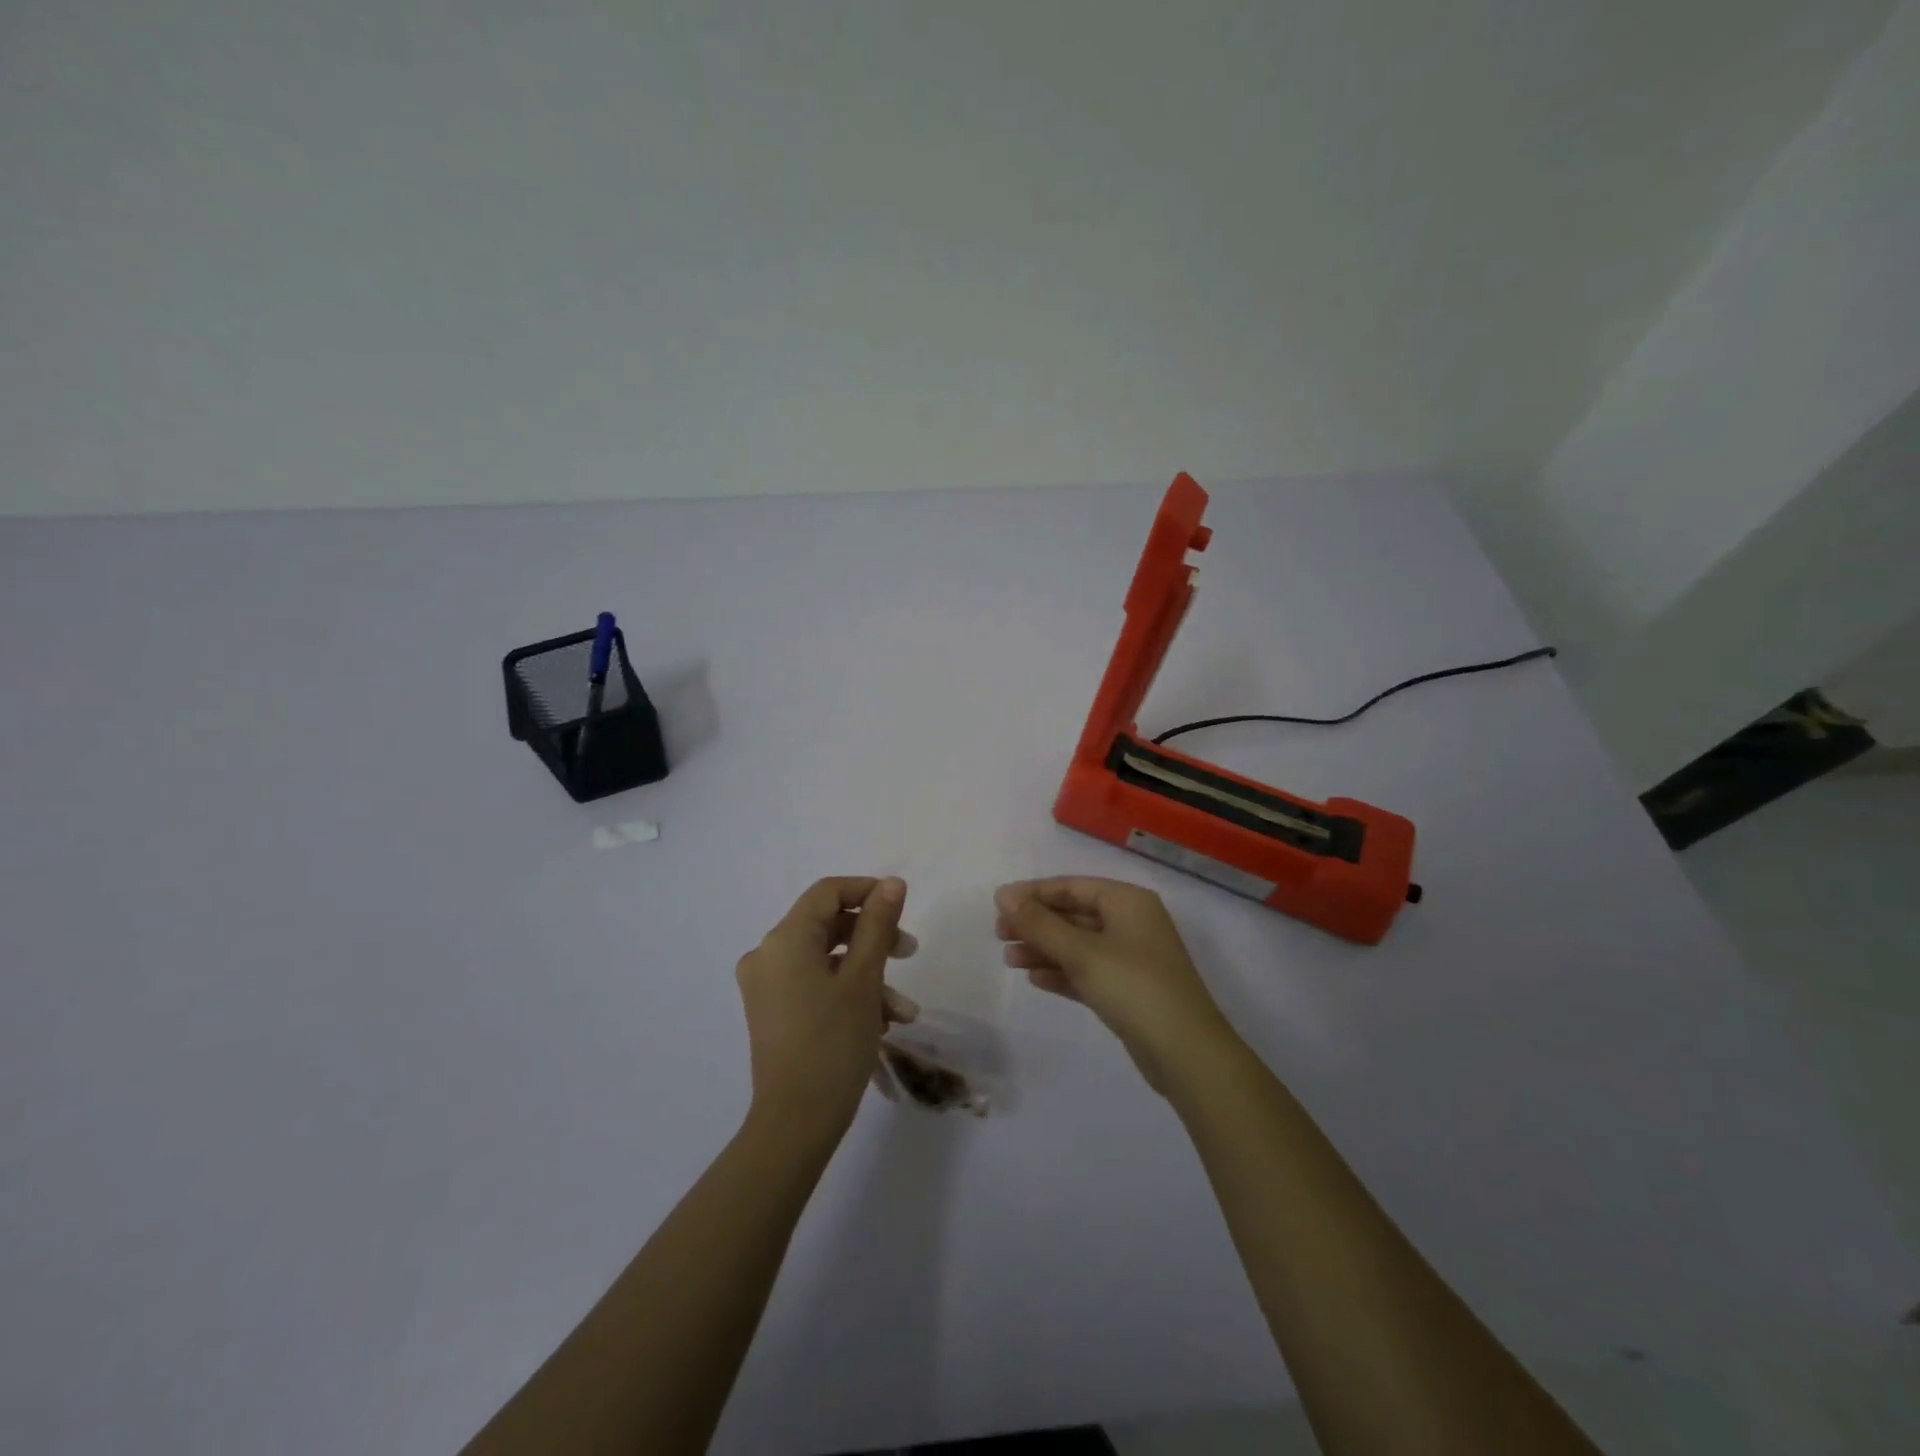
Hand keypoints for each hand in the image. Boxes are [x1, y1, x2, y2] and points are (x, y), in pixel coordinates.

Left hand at [736, 876, 916, 1146]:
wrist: (795, 1124)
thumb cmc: (833, 1044)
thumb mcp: (863, 979)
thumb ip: (877, 925)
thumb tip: (891, 883)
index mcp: (783, 940)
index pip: (827, 892)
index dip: (867, 891)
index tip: (903, 907)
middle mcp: (767, 955)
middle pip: (827, 924)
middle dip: (873, 937)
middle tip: (910, 953)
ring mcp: (767, 986)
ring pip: (826, 959)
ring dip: (867, 974)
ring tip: (904, 1010)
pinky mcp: (773, 1012)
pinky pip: (814, 984)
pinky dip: (847, 992)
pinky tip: (881, 1022)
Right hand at [995, 877, 1240, 1093]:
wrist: (1186, 1053)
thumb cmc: (1133, 987)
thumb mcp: (1081, 952)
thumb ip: (1039, 923)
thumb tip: (1003, 893)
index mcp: (1127, 901)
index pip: (1071, 887)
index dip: (1033, 893)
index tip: (997, 905)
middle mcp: (1131, 923)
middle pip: (1073, 914)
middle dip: (1036, 924)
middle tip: (998, 934)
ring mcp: (1131, 957)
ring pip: (1078, 944)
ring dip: (1044, 949)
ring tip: (1008, 959)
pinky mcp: (1128, 990)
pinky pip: (1087, 971)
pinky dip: (1062, 972)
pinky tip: (1034, 978)